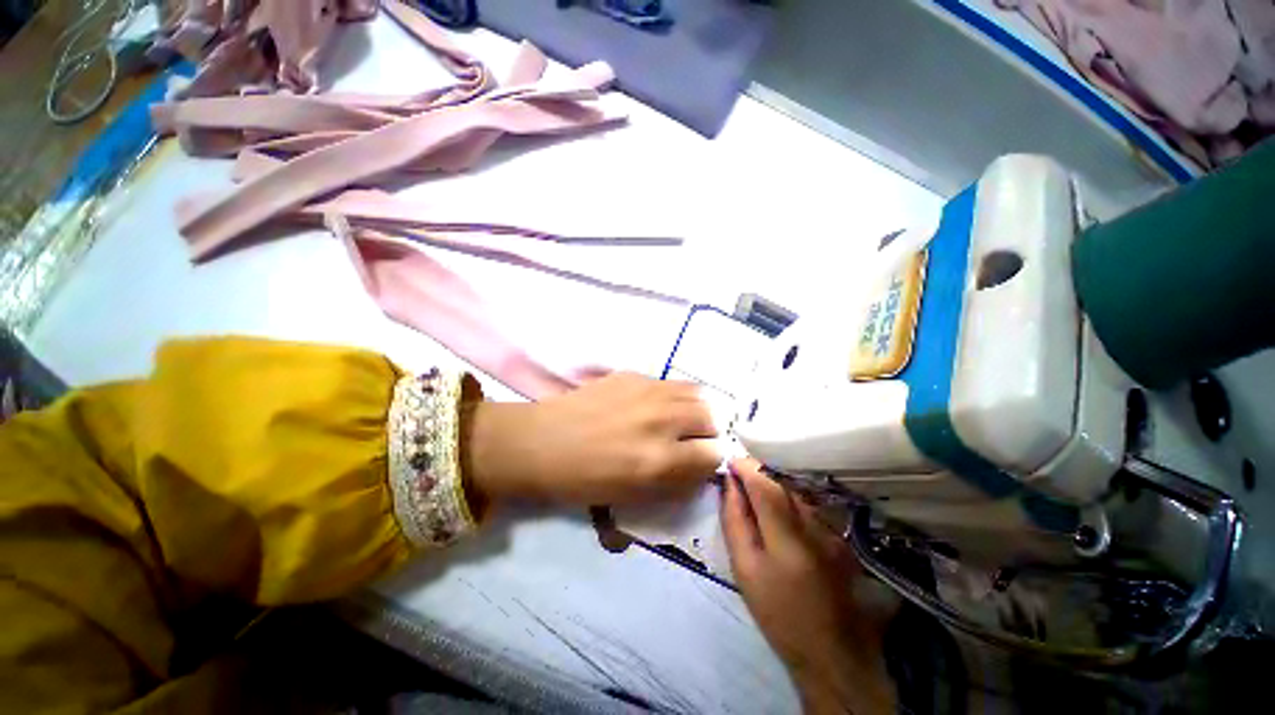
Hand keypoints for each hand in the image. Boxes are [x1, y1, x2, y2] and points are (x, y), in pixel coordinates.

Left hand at [465, 373, 721, 506]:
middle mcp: (661, 420)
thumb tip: (702, 466)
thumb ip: (675, 481)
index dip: (710, 461)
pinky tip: (655, 405)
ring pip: (697, 393)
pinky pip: (670, 383)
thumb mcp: (634, 496)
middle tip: (691, 440)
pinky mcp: (634, 375)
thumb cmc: (583, 480)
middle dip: (708, 432)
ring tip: (681, 419)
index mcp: (659, 460)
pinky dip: (674, 396)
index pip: (714, 453)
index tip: (700, 462)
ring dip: (696, 409)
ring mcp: (647, 392)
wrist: (544, 442)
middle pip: (712, 417)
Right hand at [721, 459, 896, 714]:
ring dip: (773, 481)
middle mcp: (814, 524)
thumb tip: (728, 485)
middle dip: (758, 470)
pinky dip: (788, 496)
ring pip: (797, 488)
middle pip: (783, 480)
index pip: (764, 483)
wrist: (831, 651)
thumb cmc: (778, 613)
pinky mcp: (840, 535)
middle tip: (738, 474)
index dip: (745, 466)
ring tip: (754, 489)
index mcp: (787, 536)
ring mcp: (832, 528)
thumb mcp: (745, 568)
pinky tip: (779, 509)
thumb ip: (735, 521)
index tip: (729, 462)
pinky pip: (808, 502)